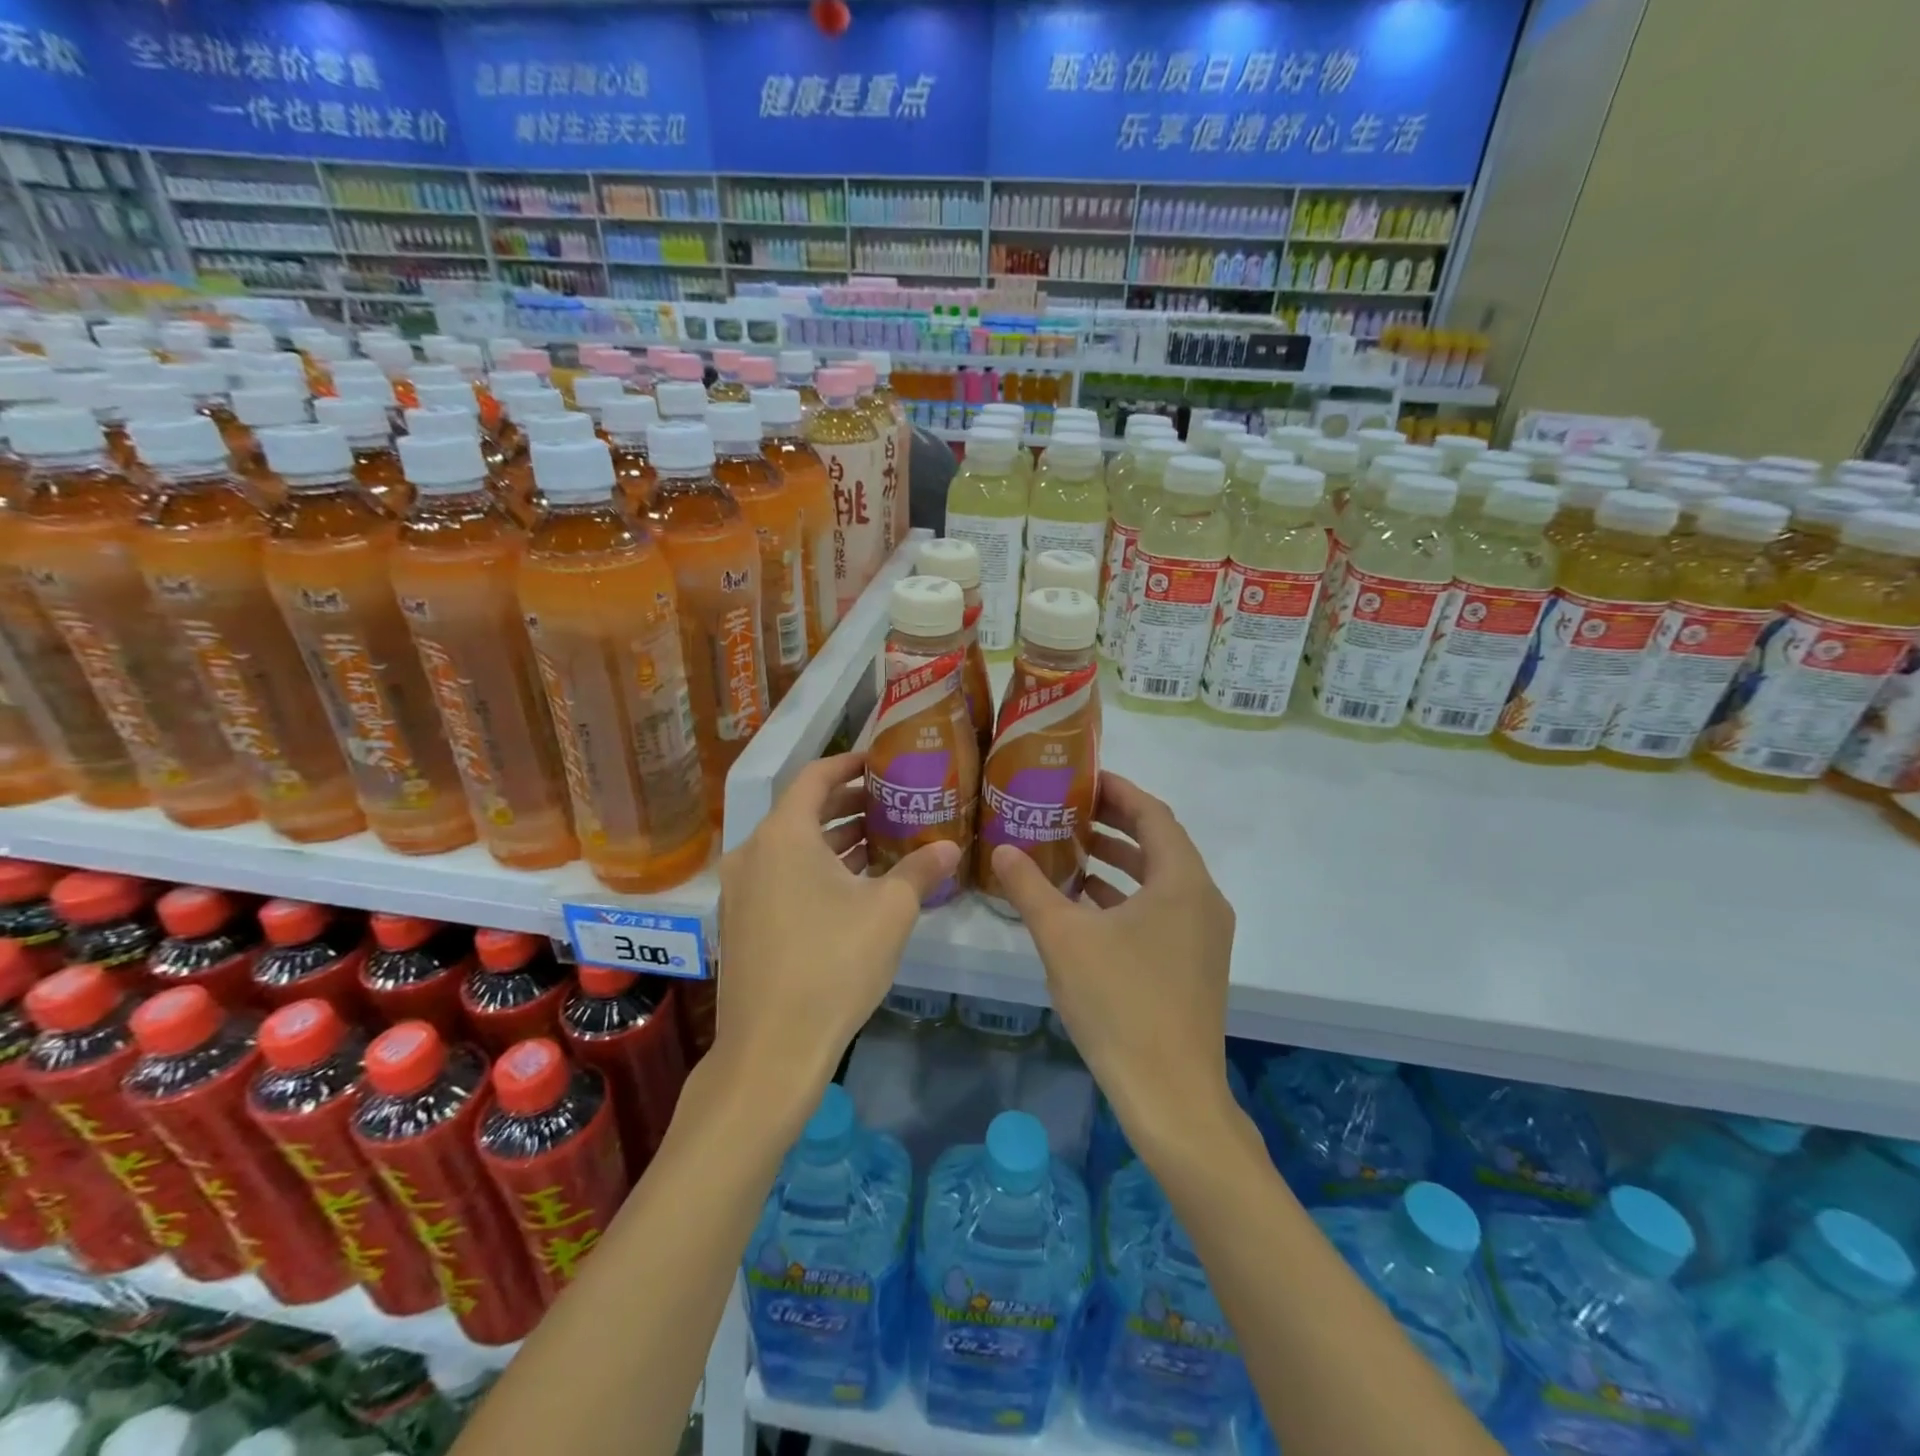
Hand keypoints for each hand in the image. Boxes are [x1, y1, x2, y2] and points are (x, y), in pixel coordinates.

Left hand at [714, 752, 958, 1106]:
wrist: (771, 1049)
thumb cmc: (833, 965)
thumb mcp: (890, 912)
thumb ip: (920, 869)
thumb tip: (950, 847)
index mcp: (784, 835)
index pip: (816, 777)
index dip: (850, 763)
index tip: (880, 761)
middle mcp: (752, 852)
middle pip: (803, 811)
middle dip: (848, 804)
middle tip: (891, 803)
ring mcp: (740, 890)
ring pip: (791, 847)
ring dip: (833, 840)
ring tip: (879, 841)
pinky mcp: (740, 922)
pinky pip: (780, 876)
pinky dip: (814, 869)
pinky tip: (851, 887)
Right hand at [990, 773, 1236, 1127]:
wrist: (1170, 1095)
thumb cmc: (1119, 1003)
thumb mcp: (1063, 938)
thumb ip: (1030, 887)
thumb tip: (1003, 849)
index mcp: (1182, 881)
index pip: (1153, 814)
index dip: (1118, 791)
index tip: (1082, 778)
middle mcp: (1203, 900)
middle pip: (1159, 843)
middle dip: (1115, 824)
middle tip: (1068, 811)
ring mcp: (1204, 936)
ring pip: (1160, 880)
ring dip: (1119, 862)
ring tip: (1073, 851)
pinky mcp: (1196, 965)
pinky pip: (1162, 911)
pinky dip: (1128, 898)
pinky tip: (1087, 905)